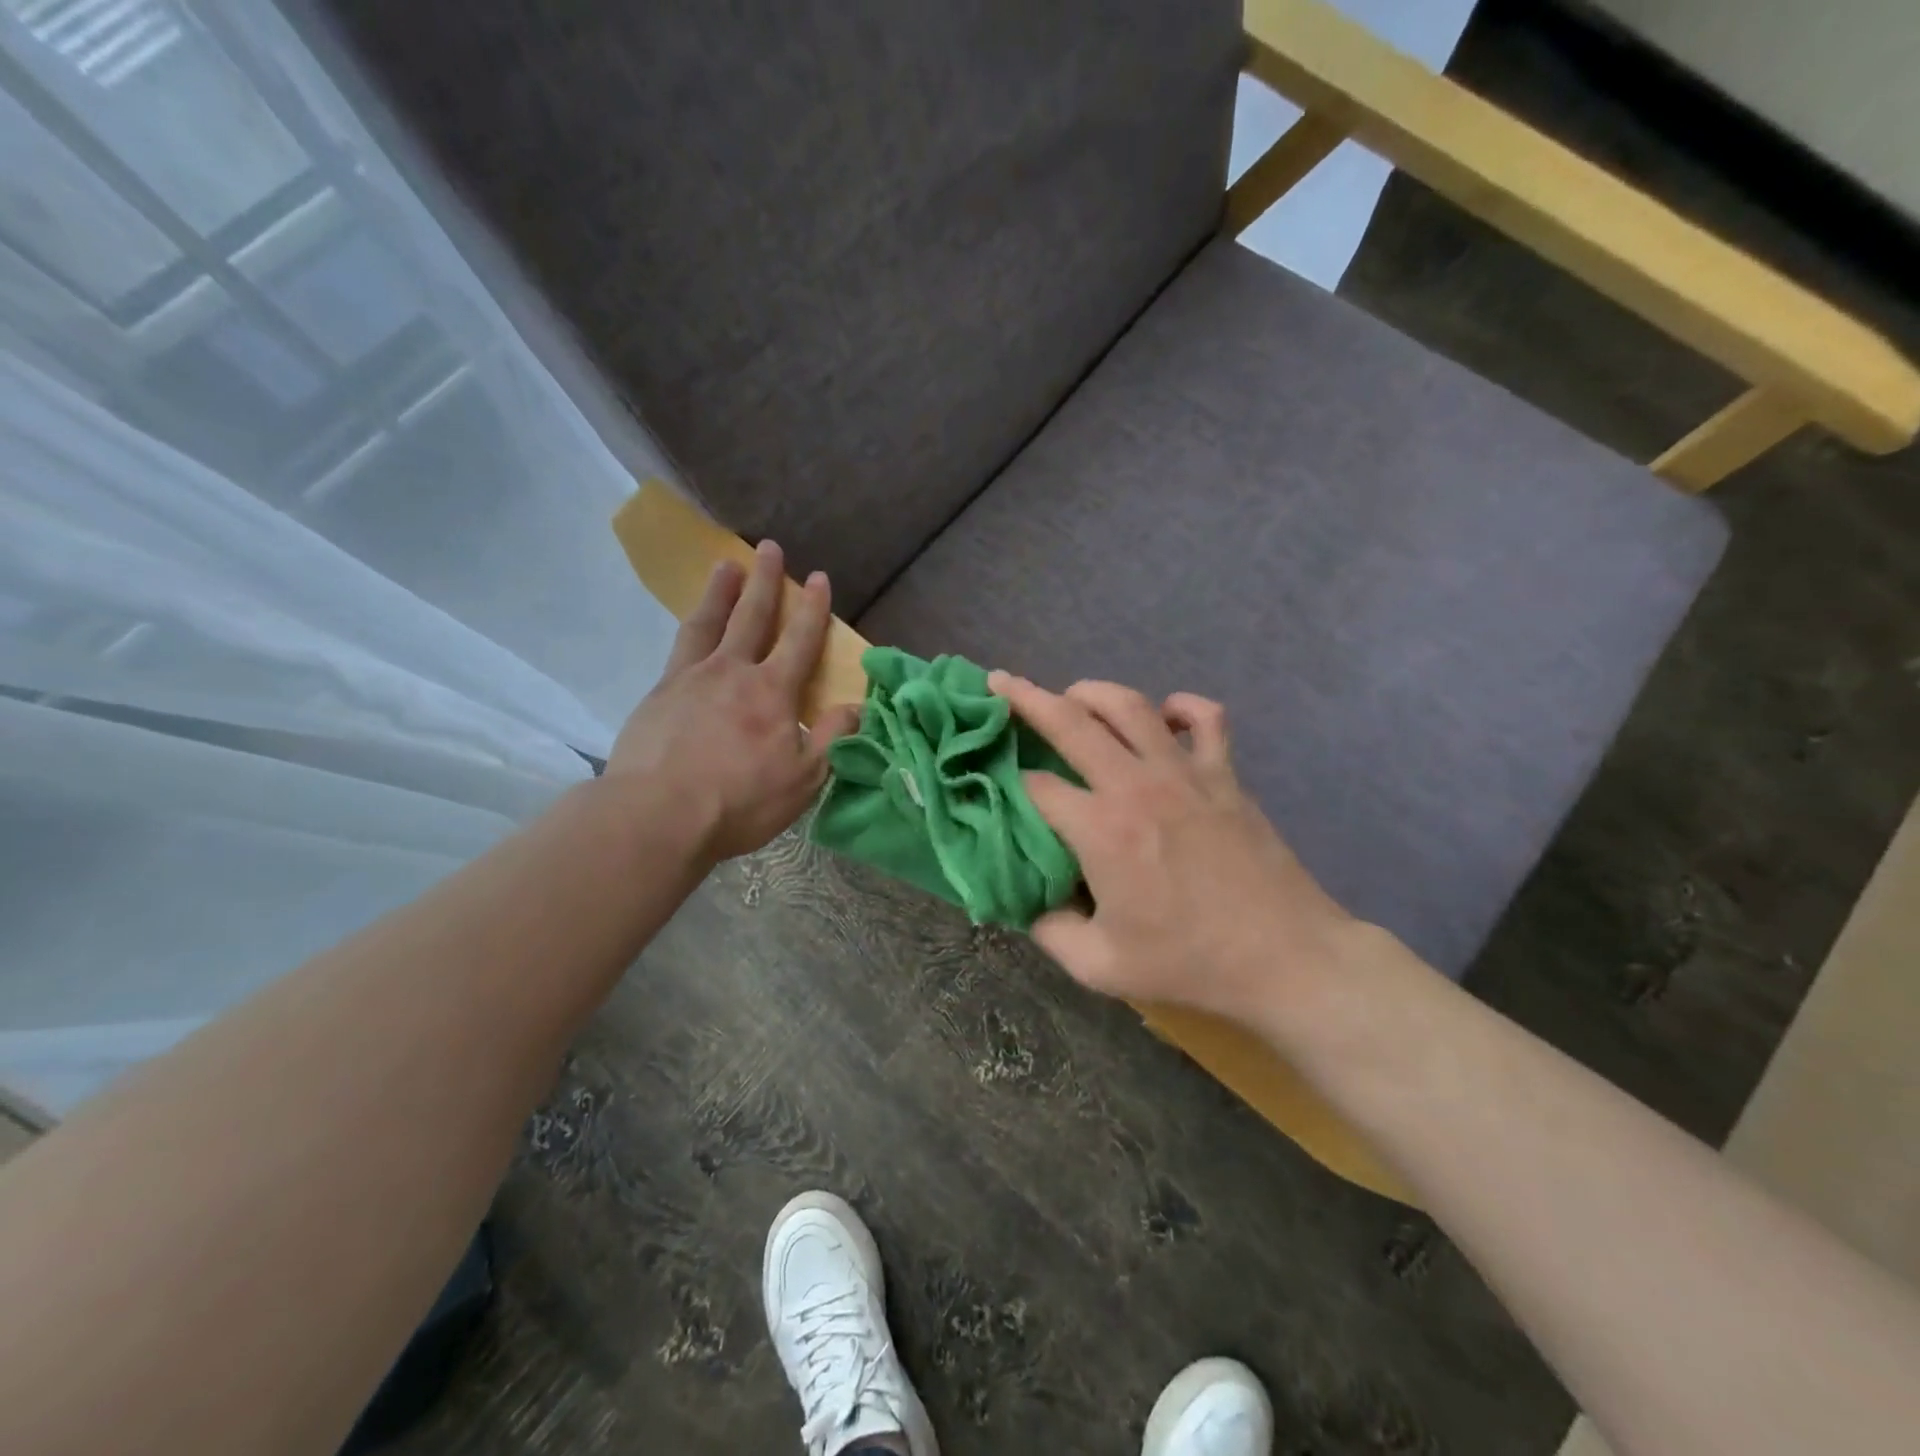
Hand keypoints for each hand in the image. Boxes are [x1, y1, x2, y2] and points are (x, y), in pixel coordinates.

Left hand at [607, 541, 860, 865]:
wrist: (658, 814)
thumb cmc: (740, 800)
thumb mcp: (804, 778)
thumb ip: (833, 737)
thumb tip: (859, 706)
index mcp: (772, 692)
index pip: (799, 640)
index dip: (812, 608)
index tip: (818, 576)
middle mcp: (732, 672)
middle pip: (752, 616)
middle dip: (764, 581)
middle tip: (769, 547)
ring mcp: (689, 679)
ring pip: (708, 622)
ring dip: (720, 591)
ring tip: (724, 565)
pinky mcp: (657, 695)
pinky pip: (678, 648)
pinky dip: (690, 628)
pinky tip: (690, 627)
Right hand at [989, 673, 1365, 1028]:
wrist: (1285, 959)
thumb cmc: (1189, 962)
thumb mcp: (1099, 965)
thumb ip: (1048, 929)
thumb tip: (1023, 901)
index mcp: (1101, 829)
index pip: (1036, 785)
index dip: (1007, 779)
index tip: (992, 780)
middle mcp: (1137, 785)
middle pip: (1071, 721)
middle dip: (1026, 697)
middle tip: (1000, 681)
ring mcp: (1185, 773)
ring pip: (1130, 705)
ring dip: (1092, 691)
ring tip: (1070, 695)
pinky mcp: (1224, 775)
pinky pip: (1205, 719)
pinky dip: (1181, 706)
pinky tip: (1164, 714)